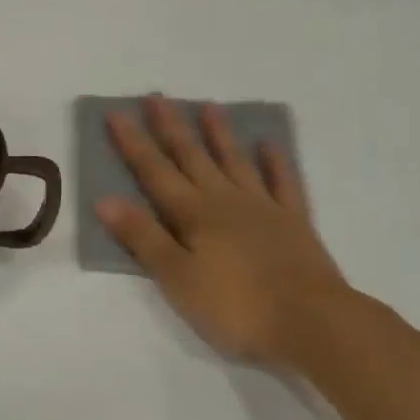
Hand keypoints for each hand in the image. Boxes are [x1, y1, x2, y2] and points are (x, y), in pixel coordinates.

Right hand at [97, 97, 355, 371]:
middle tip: (157, 96)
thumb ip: (143, 237)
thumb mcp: (177, 278)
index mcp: (193, 214)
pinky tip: (269, 144)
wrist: (313, 323)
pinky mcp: (294, 223)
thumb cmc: (236, 307)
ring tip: (209, 106)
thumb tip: (105, 199)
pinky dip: (275, 161)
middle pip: (192, 157)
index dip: (133, 143)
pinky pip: (283, 182)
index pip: (154, 172)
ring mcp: (263, 208)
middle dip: (171, 127)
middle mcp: (225, 201)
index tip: (116, 112)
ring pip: (235, 162)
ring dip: (219, 134)